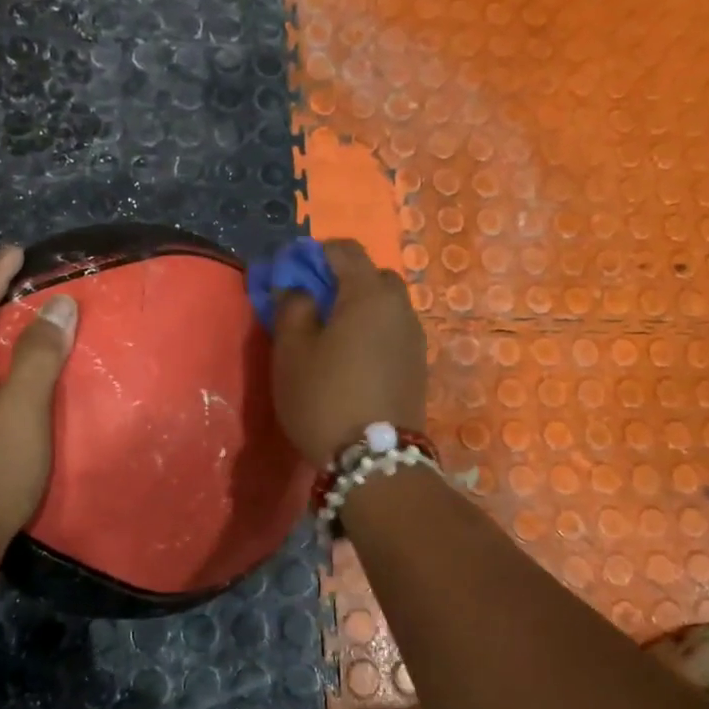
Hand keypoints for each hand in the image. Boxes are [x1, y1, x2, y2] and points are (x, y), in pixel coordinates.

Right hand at [271, 238, 426, 464]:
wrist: (374, 459)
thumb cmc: (324, 396)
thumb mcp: (291, 351)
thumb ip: (291, 306)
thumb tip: (297, 287)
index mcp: (368, 293)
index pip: (345, 249)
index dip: (314, 253)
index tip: (290, 273)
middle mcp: (400, 307)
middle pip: (371, 276)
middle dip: (341, 281)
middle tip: (311, 306)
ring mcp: (414, 337)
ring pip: (384, 306)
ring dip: (358, 309)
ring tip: (329, 337)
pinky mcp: (418, 365)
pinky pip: (392, 332)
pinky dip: (372, 332)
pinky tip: (351, 360)